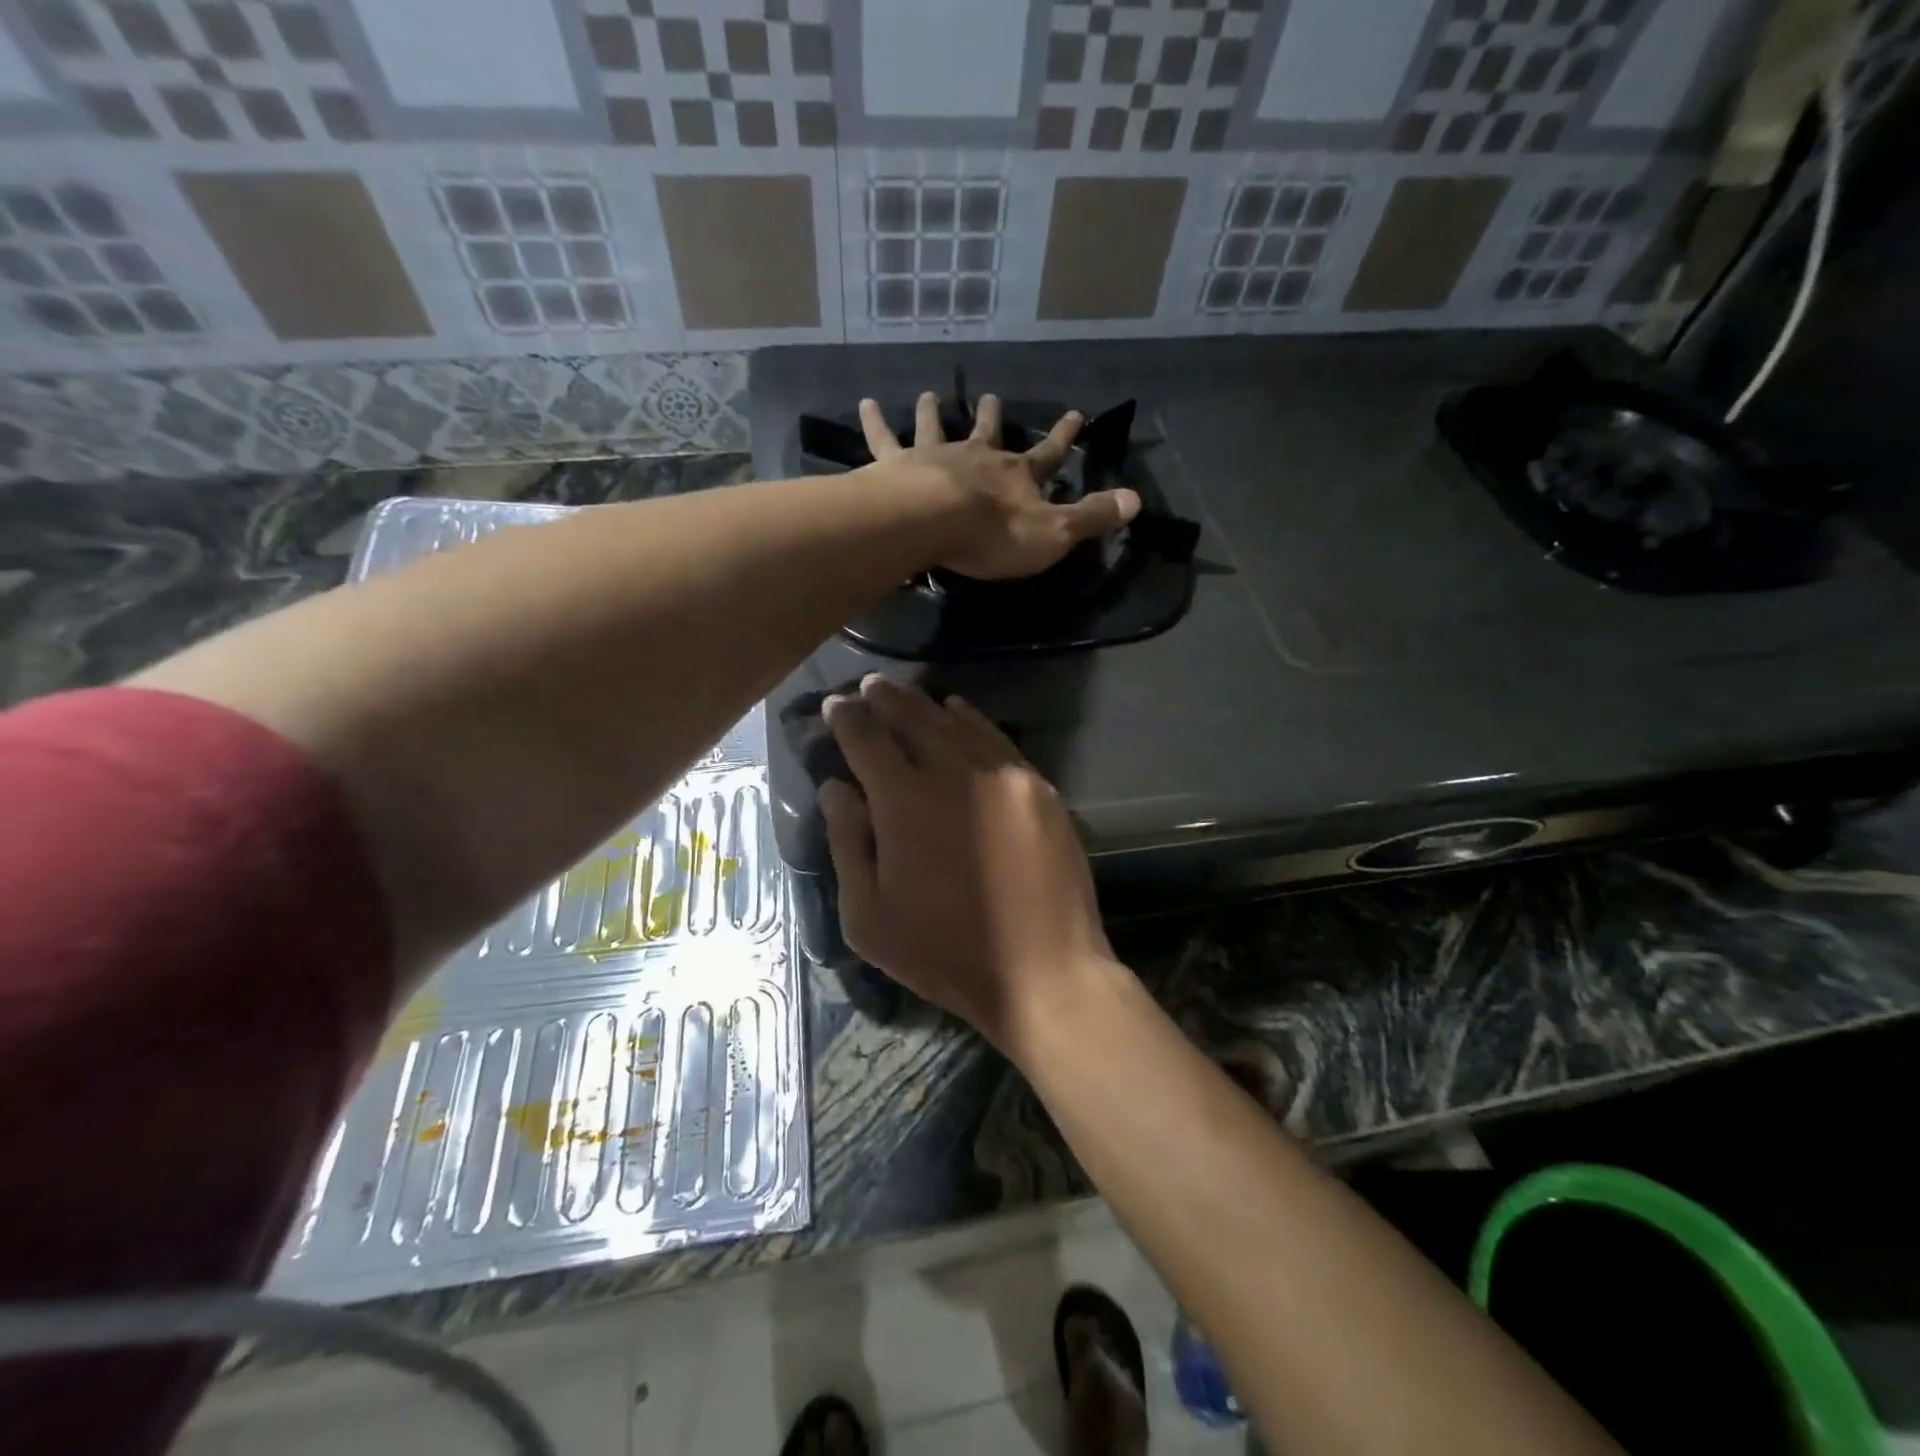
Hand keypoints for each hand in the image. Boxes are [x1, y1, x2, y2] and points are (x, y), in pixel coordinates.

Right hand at [818, 674, 1118, 1049]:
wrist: (1043, 972)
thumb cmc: (944, 952)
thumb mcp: (868, 915)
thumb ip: (847, 842)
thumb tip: (836, 787)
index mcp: (905, 802)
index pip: (867, 740)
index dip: (846, 719)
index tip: (833, 705)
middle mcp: (955, 773)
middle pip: (913, 719)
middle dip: (884, 700)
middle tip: (867, 686)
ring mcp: (1005, 776)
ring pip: (957, 724)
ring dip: (925, 705)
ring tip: (904, 692)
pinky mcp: (1039, 788)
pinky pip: (998, 740)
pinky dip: (972, 721)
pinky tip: (958, 712)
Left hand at [859, 391, 1140, 578]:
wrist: (934, 523)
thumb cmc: (994, 535)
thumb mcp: (1054, 533)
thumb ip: (1092, 517)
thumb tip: (1136, 500)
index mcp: (1016, 476)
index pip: (1049, 453)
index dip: (1064, 437)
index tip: (1076, 413)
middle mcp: (977, 457)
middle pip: (987, 431)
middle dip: (992, 416)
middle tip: (991, 397)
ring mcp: (935, 456)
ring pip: (936, 427)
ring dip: (934, 412)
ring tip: (930, 395)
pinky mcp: (897, 465)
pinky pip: (883, 439)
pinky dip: (875, 421)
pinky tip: (865, 402)